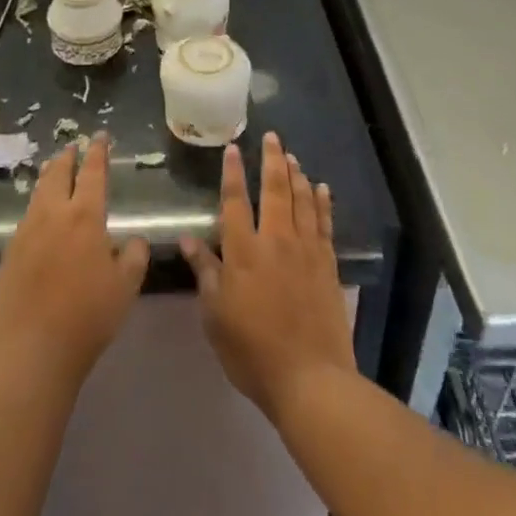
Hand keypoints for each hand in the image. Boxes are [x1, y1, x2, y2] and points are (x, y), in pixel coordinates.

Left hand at [0, 134, 150, 397]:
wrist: (32, 350)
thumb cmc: (88, 317)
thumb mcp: (126, 287)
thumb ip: (134, 256)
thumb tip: (135, 239)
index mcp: (84, 217)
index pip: (92, 173)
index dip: (97, 152)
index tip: (100, 136)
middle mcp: (52, 215)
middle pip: (57, 174)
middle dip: (67, 157)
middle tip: (73, 147)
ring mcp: (25, 233)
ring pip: (37, 194)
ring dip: (48, 178)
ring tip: (54, 172)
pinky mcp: (8, 254)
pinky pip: (25, 221)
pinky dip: (36, 209)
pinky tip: (39, 221)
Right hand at [180, 132, 354, 421]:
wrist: (310, 378)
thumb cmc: (252, 350)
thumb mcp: (215, 315)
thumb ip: (204, 272)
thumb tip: (187, 239)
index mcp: (243, 251)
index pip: (234, 201)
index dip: (232, 172)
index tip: (232, 148)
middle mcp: (275, 241)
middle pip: (274, 189)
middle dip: (271, 160)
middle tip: (272, 136)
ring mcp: (305, 250)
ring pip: (301, 200)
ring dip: (296, 174)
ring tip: (292, 156)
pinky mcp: (328, 264)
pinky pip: (325, 223)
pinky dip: (322, 202)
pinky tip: (321, 188)